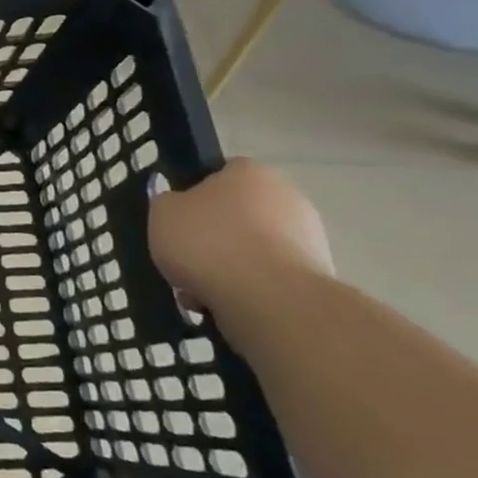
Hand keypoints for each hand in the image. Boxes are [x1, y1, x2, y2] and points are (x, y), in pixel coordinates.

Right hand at [147, 159, 333, 328]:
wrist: (269, 299)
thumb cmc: (208, 241)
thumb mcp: (162, 212)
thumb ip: (168, 203)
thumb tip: (179, 207)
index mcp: (251, 172)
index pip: (219, 175)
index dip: (193, 197)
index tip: (177, 221)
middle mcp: (288, 197)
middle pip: (237, 216)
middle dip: (212, 239)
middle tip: (184, 259)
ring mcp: (309, 238)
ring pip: (251, 250)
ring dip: (227, 268)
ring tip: (198, 291)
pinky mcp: (316, 278)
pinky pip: (268, 279)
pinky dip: (247, 290)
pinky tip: (224, 305)